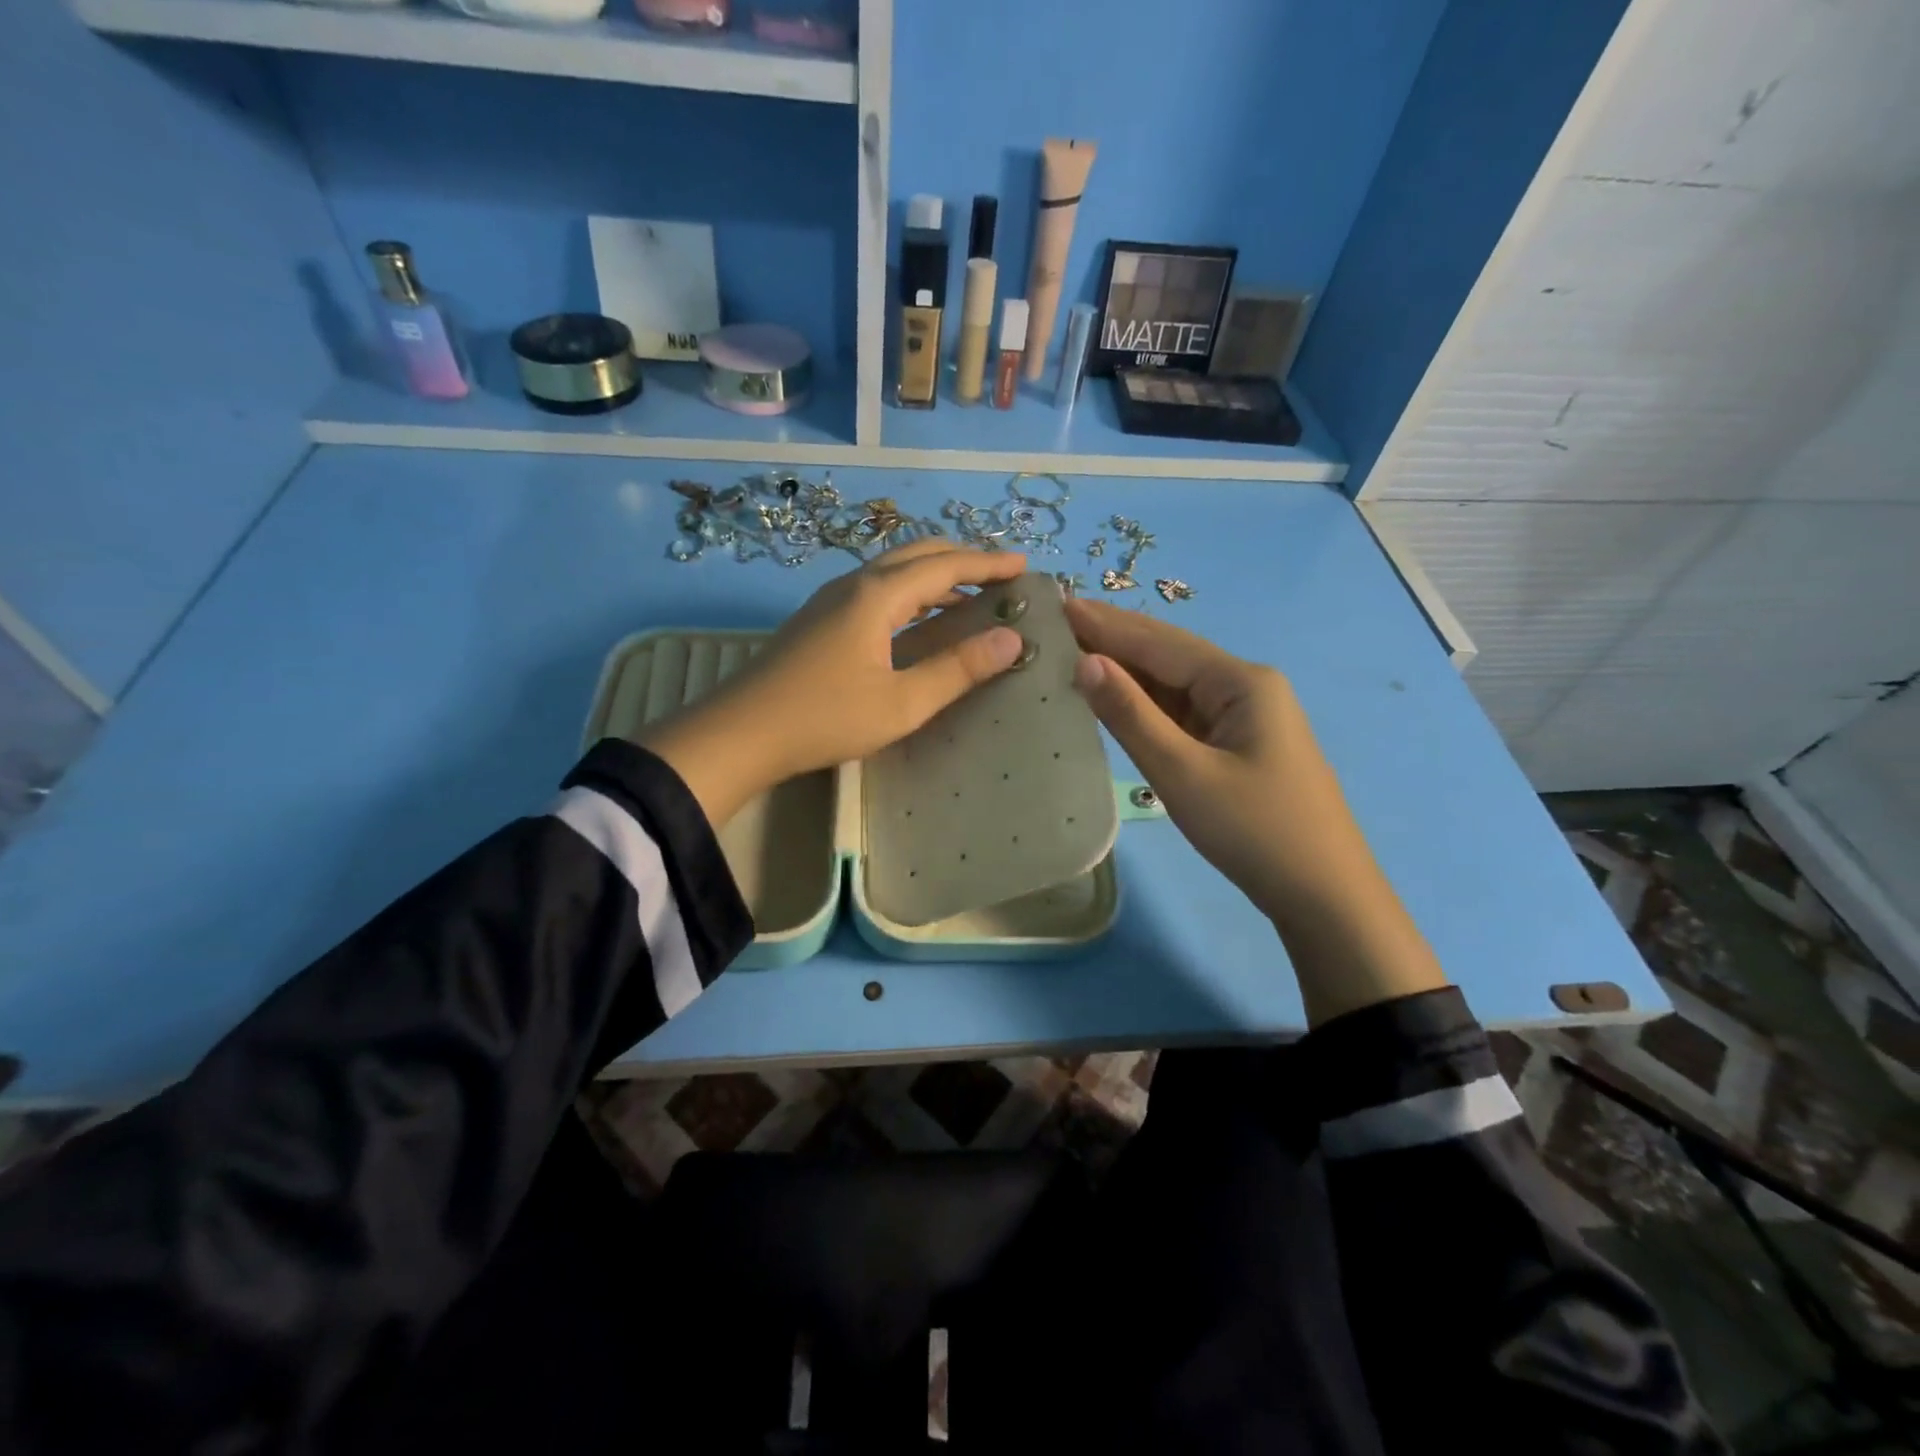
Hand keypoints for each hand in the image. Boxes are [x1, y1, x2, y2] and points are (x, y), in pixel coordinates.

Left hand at [640, 541, 1029, 826]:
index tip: (1024, 566)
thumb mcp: (901, 703)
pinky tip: (918, 620)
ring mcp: (831, 600)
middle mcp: (854, 584)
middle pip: (916, 554)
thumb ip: (957, 669)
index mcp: (877, 596)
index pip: (944, 565)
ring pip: (893, 570)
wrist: (741, 732)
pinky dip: (910, 593)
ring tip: (968, 595)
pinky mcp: (819, 620)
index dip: (987, 563)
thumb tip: (1011, 639)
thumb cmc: (825, 718)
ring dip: (934, 575)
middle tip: (999, 575)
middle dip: (962, 559)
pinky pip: (876, 589)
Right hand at [1064, 598, 1445, 1023]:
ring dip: (1127, 669)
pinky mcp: (1236, 743)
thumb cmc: (1254, 831)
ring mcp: (1243, 715)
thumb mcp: (1183, 773)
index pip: (1160, 643)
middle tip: (1057, 621)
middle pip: (1168, 654)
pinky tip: (1114, 695)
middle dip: (1114, 638)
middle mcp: (1244, 685)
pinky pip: (1182, 712)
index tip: (1058, 604)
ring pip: (1174, 683)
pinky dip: (1145, 703)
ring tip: (1073, 649)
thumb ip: (1131, 715)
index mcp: (1240, 681)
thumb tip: (1085, 662)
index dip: (1106, 624)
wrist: (1323, 895)